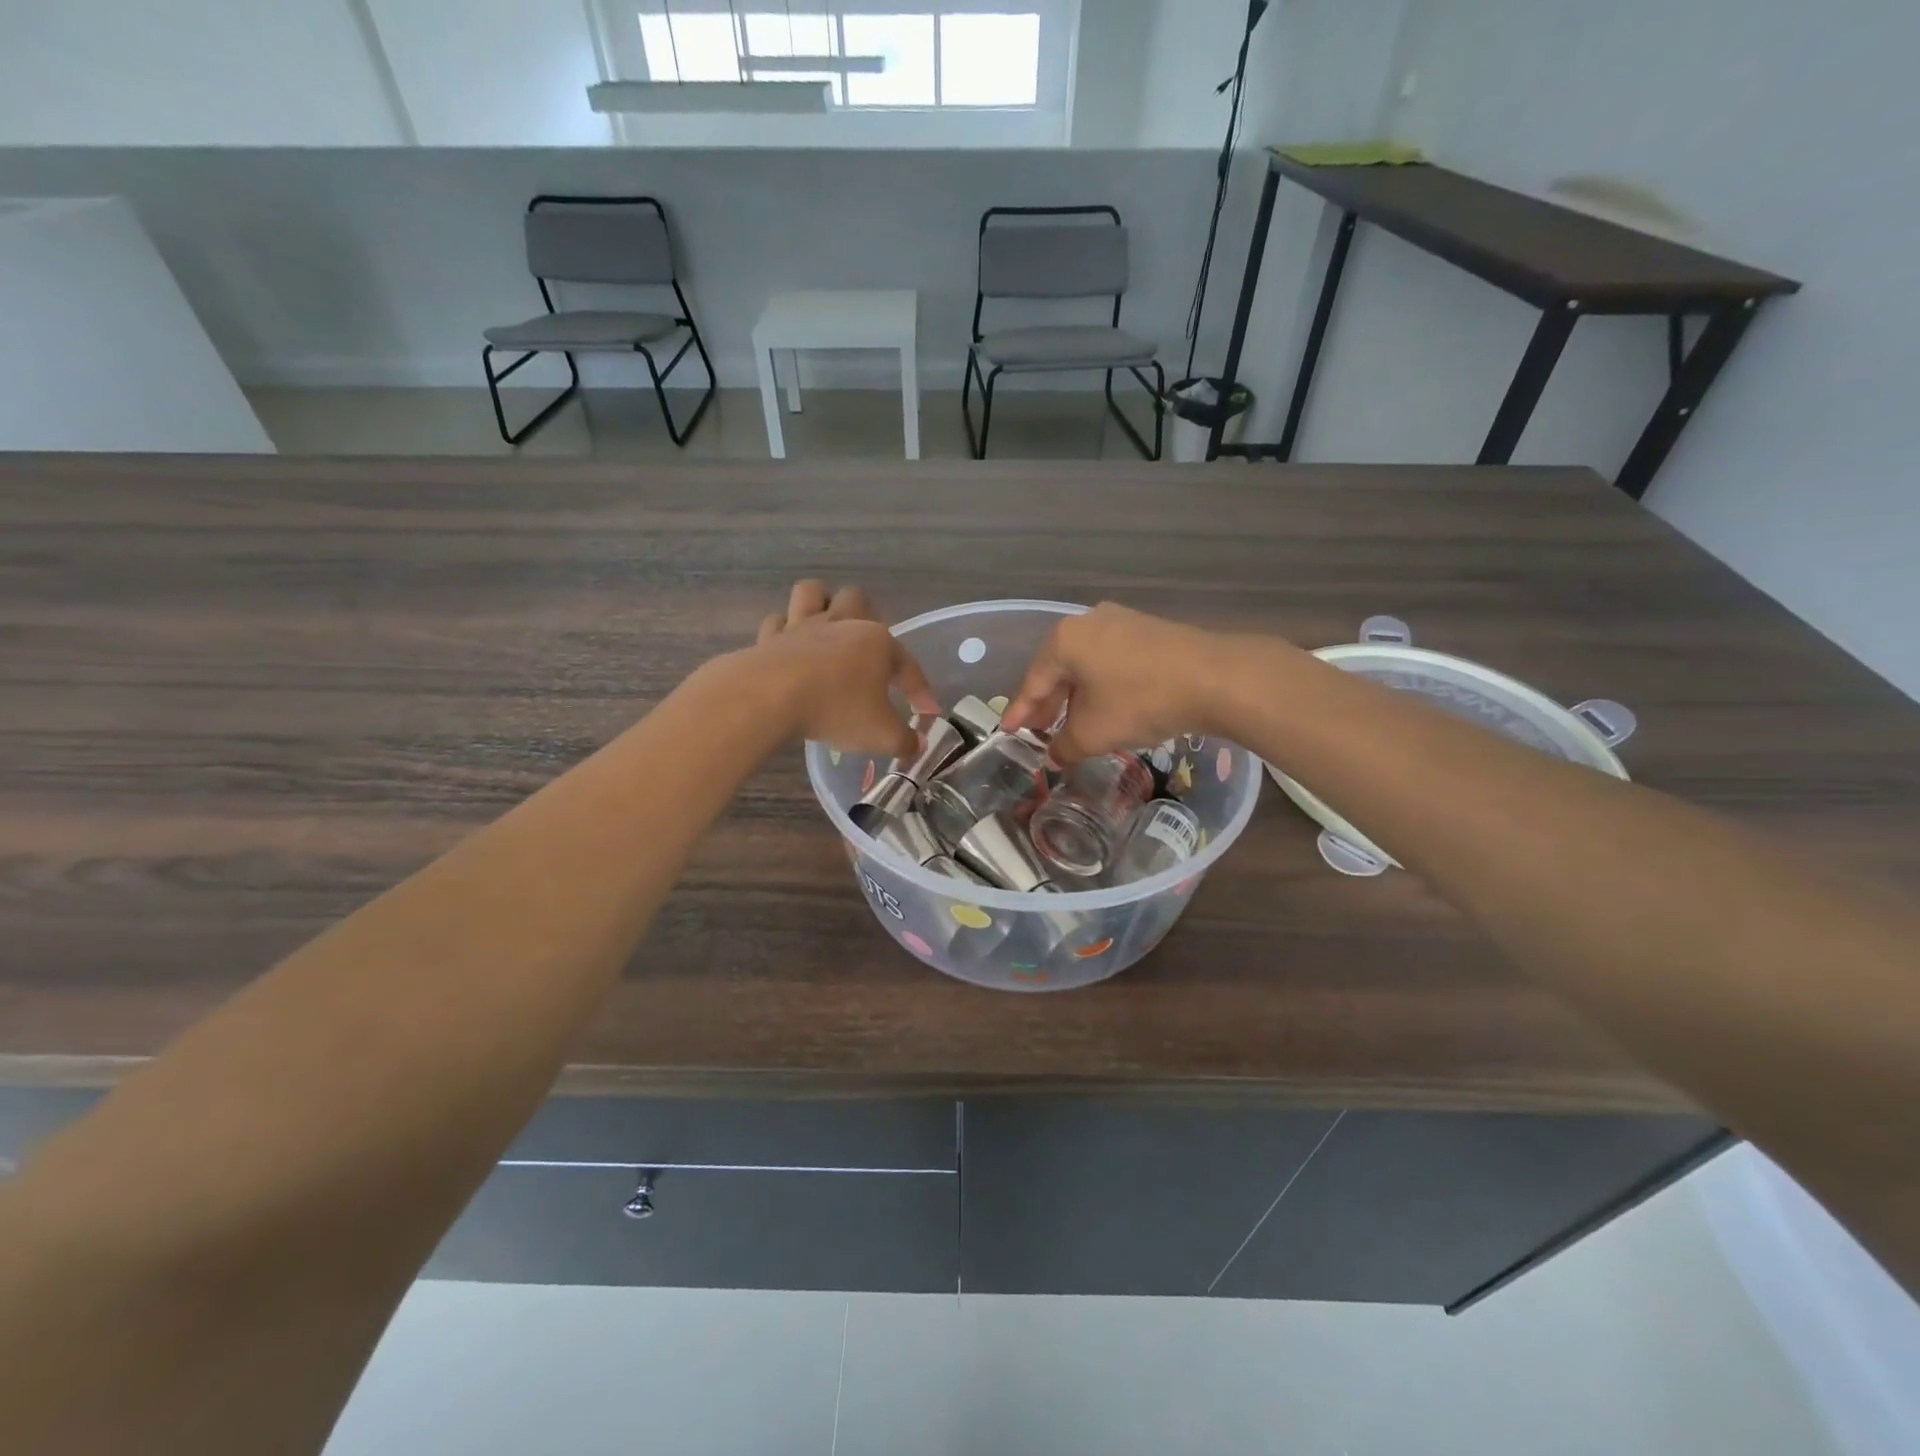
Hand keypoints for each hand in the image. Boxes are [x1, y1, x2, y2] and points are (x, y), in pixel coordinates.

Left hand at [752, 581, 937, 758]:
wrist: (769, 697)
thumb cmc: (835, 710)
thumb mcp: (880, 735)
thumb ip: (903, 740)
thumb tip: (917, 745)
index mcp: (877, 642)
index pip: (907, 664)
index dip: (920, 689)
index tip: (927, 712)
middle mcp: (841, 624)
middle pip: (858, 600)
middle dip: (866, 618)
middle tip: (867, 650)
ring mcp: (802, 626)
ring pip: (812, 593)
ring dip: (820, 604)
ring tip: (824, 627)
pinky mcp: (769, 638)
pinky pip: (777, 622)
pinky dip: (784, 632)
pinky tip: (788, 648)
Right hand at [1000, 603, 1234, 763]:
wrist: (1216, 678)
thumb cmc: (1141, 701)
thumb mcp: (1094, 733)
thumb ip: (1065, 747)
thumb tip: (1054, 757)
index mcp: (1064, 640)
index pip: (1033, 682)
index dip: (1020, 712)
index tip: (1008, 733)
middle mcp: (1088, 621)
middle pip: (1058, 670)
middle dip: (1048, 704)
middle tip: (1039, 732)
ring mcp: (1121, 621)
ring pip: (1086, 665)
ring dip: (1076, 697)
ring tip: (1072, 725)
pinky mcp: (1148, 630)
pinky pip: (1111, 661)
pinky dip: (1101, 686)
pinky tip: (1105, 708)